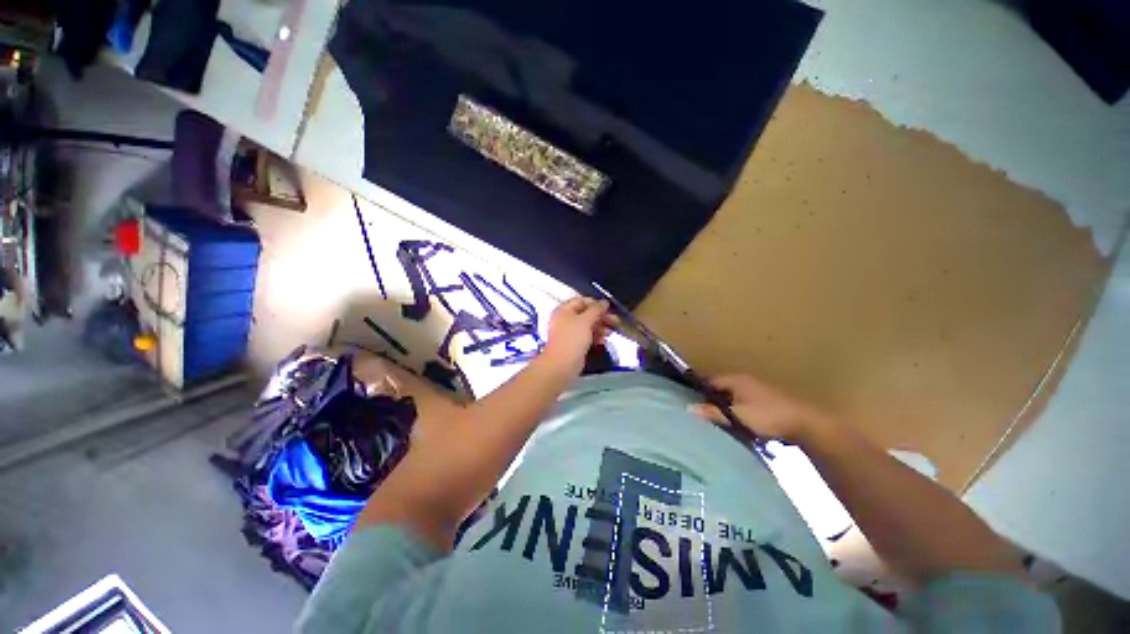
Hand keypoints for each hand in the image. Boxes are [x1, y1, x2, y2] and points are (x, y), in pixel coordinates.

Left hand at [539, 297, 617, 377]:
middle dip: (601, 317)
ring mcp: (569, 332)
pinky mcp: (574, 344)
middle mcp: (565, 319)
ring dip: (600, 327)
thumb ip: (596, 309)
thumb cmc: (572, 339)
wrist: (562, 364)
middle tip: (615, 321)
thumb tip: (604, 302)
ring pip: (587, 326)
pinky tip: (603, 340)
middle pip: (586, 314)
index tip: (609, 309)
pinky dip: (595, 336)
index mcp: (564, 310)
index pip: (582, 301)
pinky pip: (586, 336)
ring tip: (610, 333)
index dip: (596, 303)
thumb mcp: (585, 321)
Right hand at [690, 374, 830, 442]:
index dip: (699, 392)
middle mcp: (745, 380)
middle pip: (721, 389)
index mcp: (735, 379)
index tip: (691, 404)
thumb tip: (689, 408)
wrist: (807, 423)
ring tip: (717, 422)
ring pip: (733, 397)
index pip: (710, 381)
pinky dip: (738, 412)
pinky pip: (744, 404)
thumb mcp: (737, 415)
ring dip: (726, 407)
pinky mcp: (767, 401)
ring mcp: (757, 390)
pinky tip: (737, 425)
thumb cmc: (768, 416)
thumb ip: (713, 412)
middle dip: (712, 401)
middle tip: (702, 416)